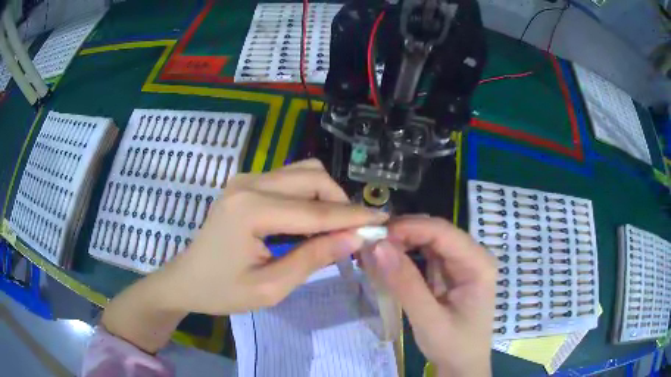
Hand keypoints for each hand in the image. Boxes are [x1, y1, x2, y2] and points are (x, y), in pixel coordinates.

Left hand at [163, 158, 387, 313]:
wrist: (186, 280)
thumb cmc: (222, 291)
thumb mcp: (271, 287)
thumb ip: (313, 258)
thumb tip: (355, 237)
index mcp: (251, 209)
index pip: (315, 210)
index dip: (353, 216)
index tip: (384, 221)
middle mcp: (249, 183)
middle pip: (312, 177)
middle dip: (340, 202)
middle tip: (354, 232)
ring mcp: (245, 179)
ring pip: (303, 173)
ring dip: (325, 197)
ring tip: (333, 229)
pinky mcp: (245, 183)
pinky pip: (289, 180)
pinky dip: (308, 196)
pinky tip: (309, 222)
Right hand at [362, 217, 495, 376]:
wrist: (462, 365)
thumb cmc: (453, 346)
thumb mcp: (428, 320)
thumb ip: (405, 284)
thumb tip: (377, 246)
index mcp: (478, 264)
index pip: (442, 232)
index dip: (409, 228)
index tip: (375, 235)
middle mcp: (472, 256)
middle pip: (435, 232)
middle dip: (402, 234)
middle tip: (369, 244)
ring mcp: (461, 263)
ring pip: (428, 241)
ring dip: (400, 243)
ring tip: (373, 252)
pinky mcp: (449, 272)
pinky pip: (425, 255)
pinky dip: (404, 256)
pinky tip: (386, 261)